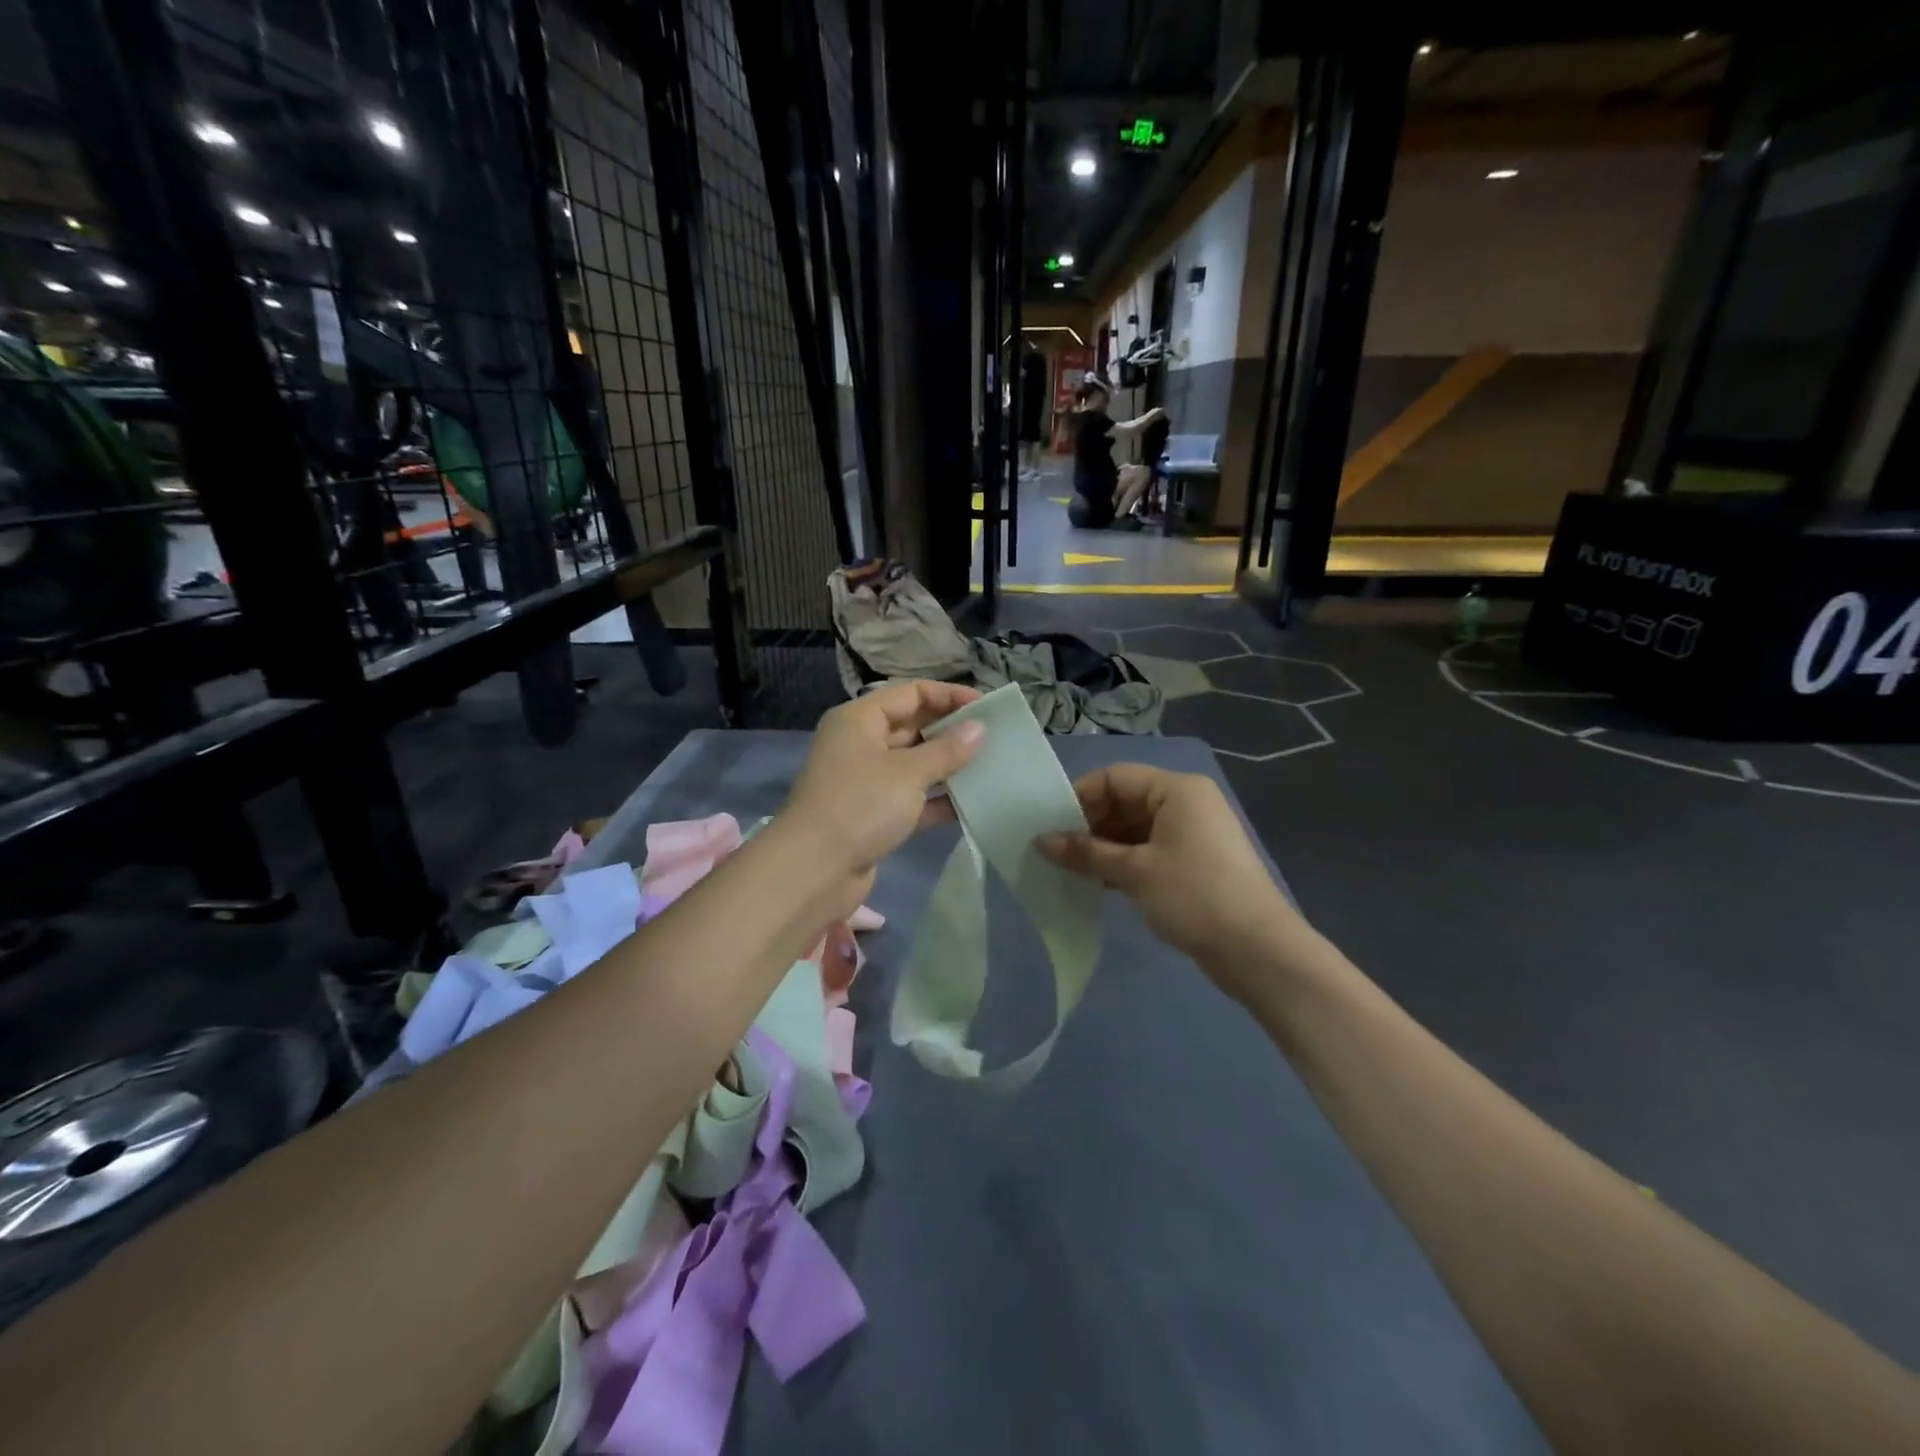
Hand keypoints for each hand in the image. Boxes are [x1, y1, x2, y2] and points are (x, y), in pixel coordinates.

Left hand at [782, 680, 984, 915]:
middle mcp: (860, 744)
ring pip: (914, 764)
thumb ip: (946, 750)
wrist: (815, 870)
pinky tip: (972, 803)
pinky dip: (937, 799)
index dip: (948, 695)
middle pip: (912, 726)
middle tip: (994, 738)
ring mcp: (866, 782)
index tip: (986, 707)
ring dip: (948, 766)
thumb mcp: (908, 772)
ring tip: (990, 767)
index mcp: (859, 720)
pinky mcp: (873, 815)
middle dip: (951, 731)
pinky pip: (912, 798)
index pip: (910, 693)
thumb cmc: (861, 805)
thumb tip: (979, 729)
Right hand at [1037, 764, 1312, 999]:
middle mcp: (1186, 802)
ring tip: (1070, 869)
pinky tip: (1097, 882)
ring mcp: (1193, 833)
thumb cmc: (1194, 896)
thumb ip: (1086, 852)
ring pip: (1135, 828)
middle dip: (1089, 824)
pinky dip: (1123, 861)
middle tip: (1055, 851)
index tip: (1049, 826)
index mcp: (1177, 789)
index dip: (1080, 797)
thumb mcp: (1134, 872)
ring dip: (1103, 846)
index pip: (1115, 777)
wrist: (1257, 950)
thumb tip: (1041, 842)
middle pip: (1125, 801)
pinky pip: (1149, 849)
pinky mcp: (1194, 862)